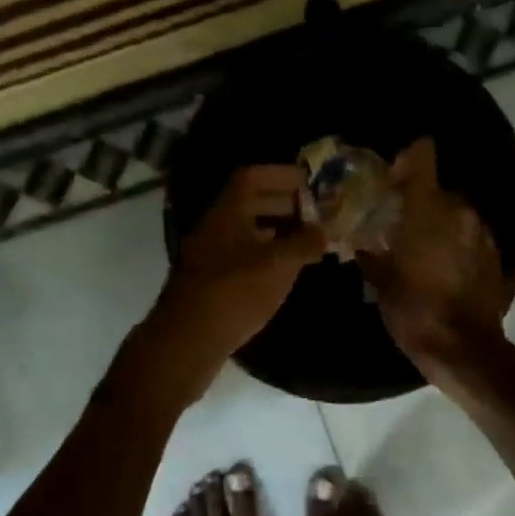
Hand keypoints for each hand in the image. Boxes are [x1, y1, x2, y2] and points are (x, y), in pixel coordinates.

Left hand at [143, 166, 326, 399]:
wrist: (187, 340)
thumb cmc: (234, 293)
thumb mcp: (277, 265)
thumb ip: (305, 244)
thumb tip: (326, 231)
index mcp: (227, 212)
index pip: (253, 176)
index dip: (282, 174)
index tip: (311, 182)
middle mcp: (216, 226)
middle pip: (251, 202)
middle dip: (286, 203)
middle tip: (318, 212)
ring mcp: (212, 254)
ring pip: (248, 230)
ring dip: (278, 229)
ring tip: (309, 239)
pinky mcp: (213, 280)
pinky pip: (244, 254)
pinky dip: (267, 253)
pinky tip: (287, 268)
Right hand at [359, 140, 509, 377]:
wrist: (464, 349)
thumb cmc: (414, 309)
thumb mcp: (379, 280)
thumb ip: (369, 250)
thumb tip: (358, 239)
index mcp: (428, 206)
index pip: (422, 154)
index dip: (407, 159)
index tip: (392, 177)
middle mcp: (460, 209)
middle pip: (437, 189)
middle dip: (419, 201)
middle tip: (398, 224)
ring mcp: (484, 232)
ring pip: (456, 214)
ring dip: (439, 224)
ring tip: (421, 250)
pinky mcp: (498, 255)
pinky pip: (471, 237)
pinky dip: (457, 244)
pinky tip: (444, 268)